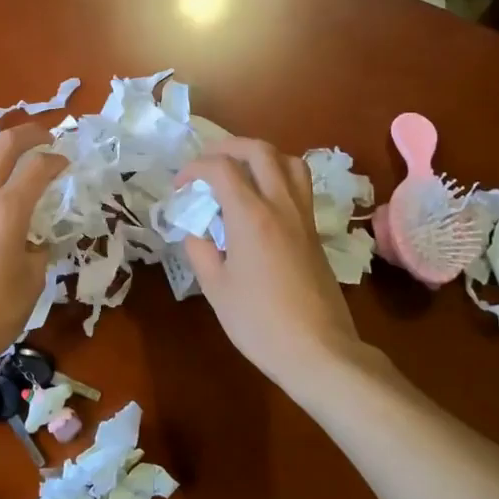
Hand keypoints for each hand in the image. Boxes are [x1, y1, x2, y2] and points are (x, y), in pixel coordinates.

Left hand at [0, 123, 66, 381]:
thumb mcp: (31, 284)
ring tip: (6, 169)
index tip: (67, 164)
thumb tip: (35, 244)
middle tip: (45, 139)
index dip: (56, 160)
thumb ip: (38, 254)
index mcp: (8, 209)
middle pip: (2, 145)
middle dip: (28, 134)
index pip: (37, 167)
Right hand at [177, 138, 368, 392]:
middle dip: (228, 147)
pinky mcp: (315, 232)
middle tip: (206, 163)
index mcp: (251, 216)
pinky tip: (259, 202)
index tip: (180, 186)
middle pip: (260, 151)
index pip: (221, 168)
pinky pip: (299, 186)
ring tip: (238, 172)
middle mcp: (281, 206)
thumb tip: (195, 231)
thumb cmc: (259, 322)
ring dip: (260, 156)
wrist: (318, 351)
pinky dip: (276, 177)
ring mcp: (303, 217)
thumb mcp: (215, 288)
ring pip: (289, 161)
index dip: (194, 168)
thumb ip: (200, 250)